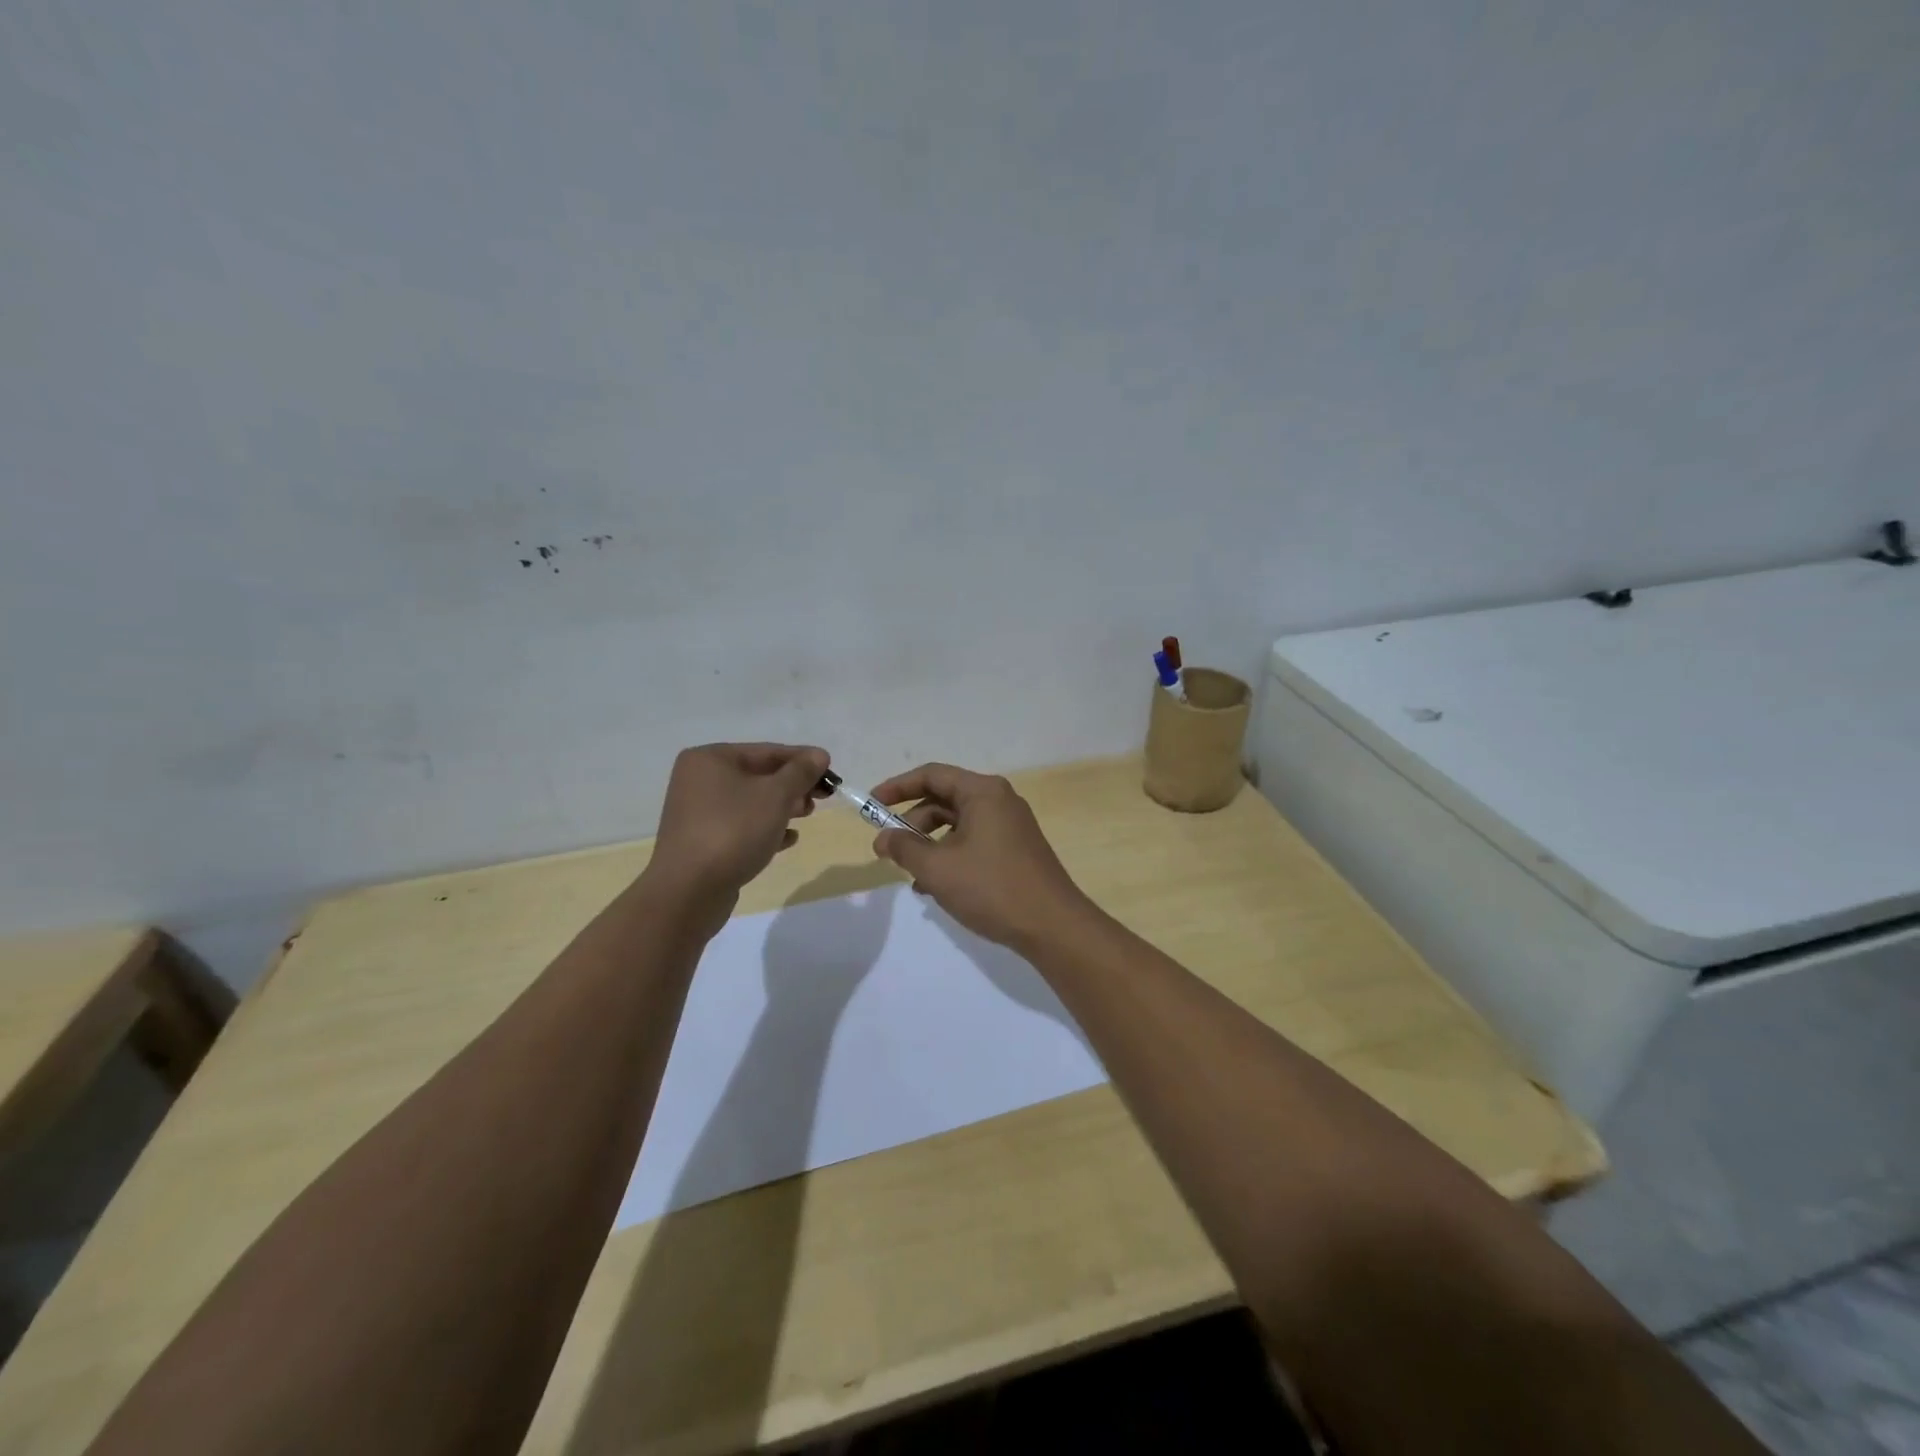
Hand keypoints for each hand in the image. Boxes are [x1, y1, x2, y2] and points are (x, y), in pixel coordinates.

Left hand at [649, 743, 828, 901]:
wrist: (689, 891)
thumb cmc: (733, 831)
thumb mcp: (775, 796)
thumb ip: (800, 772)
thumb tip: (819, 754)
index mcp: (710, 759)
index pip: (767, 751)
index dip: (803, 760)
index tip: (832, 773)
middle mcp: (699, 780)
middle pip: (758, 775)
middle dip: (793, 785)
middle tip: (822, 798)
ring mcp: (698, 812)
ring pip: (751, 802)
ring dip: (783, 807)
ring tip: (806, 816)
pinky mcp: (702, 841)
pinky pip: (741, 826)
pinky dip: (765, 828)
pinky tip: (788, 839)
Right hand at [868, 763, 1096, 950]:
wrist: (1052, 926)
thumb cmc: (992, 888)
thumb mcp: (938, 868)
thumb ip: (905, 848)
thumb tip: (883, 838)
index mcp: (983, 792)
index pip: (932, 775)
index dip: (897, 787)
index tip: (872, 806)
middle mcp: (999, 800)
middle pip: (944, 799)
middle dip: (912, 822)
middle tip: (889, 849)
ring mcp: (1011, 826)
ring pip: (958, 824)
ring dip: (930, 844)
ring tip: (912, 875)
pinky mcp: (1016, 849)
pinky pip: (973, 841)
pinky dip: (951, 856)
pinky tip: (935, 887)